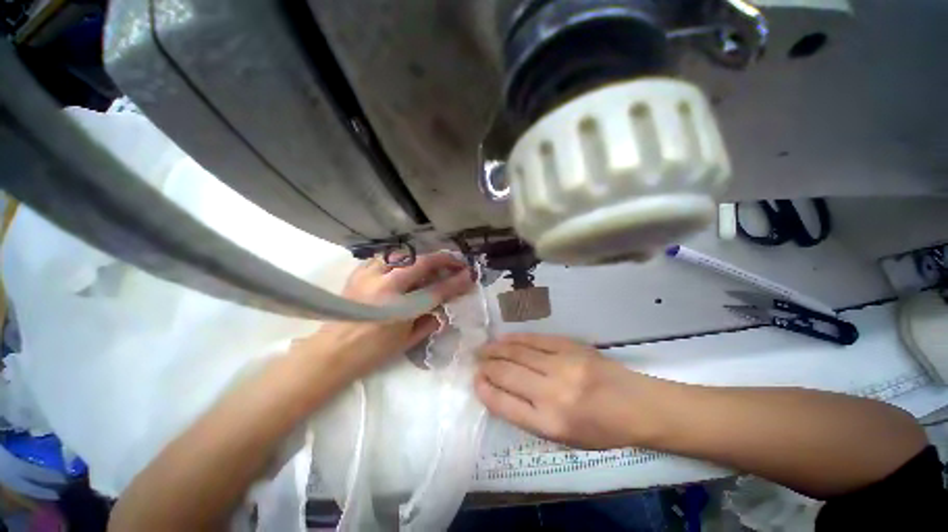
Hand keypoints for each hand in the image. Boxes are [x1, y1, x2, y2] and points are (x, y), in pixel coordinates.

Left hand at [292, 253, 473, 380]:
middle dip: (444, 260)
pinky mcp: (359, 272)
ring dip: (422, 257)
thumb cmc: (372, 352)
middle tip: (457, 262)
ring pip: (403, 254)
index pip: (437, 289)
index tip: (470, 276)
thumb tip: (444, 308)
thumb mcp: (407, 341)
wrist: (332, 351)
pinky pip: (384, 257)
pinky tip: (405, 264)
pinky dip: (399, 258)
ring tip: (433, 262)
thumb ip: (429, 321)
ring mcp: (371, 275)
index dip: (456, 282)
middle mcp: (386, 286)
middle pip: (422, 263)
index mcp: (400, 308)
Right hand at [476, 334, 654, 449]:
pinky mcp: (570, 347)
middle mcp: (552, 393)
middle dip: (486, 366)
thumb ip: (529, 416)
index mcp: (550, 424)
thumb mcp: (563, 438)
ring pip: (517, 352)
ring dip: (496, 349)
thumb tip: (499, 392)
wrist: (637, 405)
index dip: (484, 389)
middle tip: (476, 361)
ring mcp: (562, 365)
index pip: (504, 403)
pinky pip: (535, 340)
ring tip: (484, 348)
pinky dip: (515, 339)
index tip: (475, 380)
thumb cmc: (600, 430)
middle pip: (507, 373)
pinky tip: (504, 338)